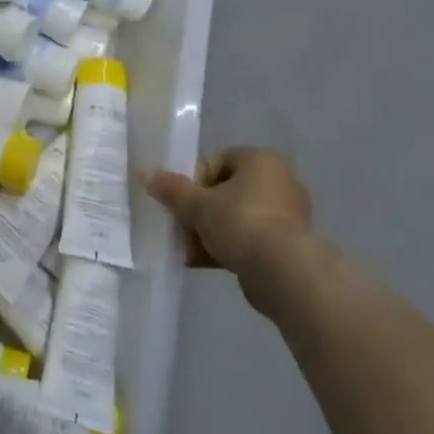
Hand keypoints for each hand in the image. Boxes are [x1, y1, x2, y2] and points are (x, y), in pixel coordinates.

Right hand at [147, 148, 312, 309]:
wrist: (283, 272)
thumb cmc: (241, 223)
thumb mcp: (198, 204)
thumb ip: (171, 189)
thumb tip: (145, 173)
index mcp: (261, 161)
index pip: (217, 161)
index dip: (193, 181)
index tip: (180, 202)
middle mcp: (279, 181)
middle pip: (225, 192)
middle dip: (199, 211)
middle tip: (181, 227)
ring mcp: (286, 215)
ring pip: (236, 218)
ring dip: (209, 232)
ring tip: (187, 249)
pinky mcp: (288, 244)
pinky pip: (249, 239)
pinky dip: (226, 248)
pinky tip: (200, 262)